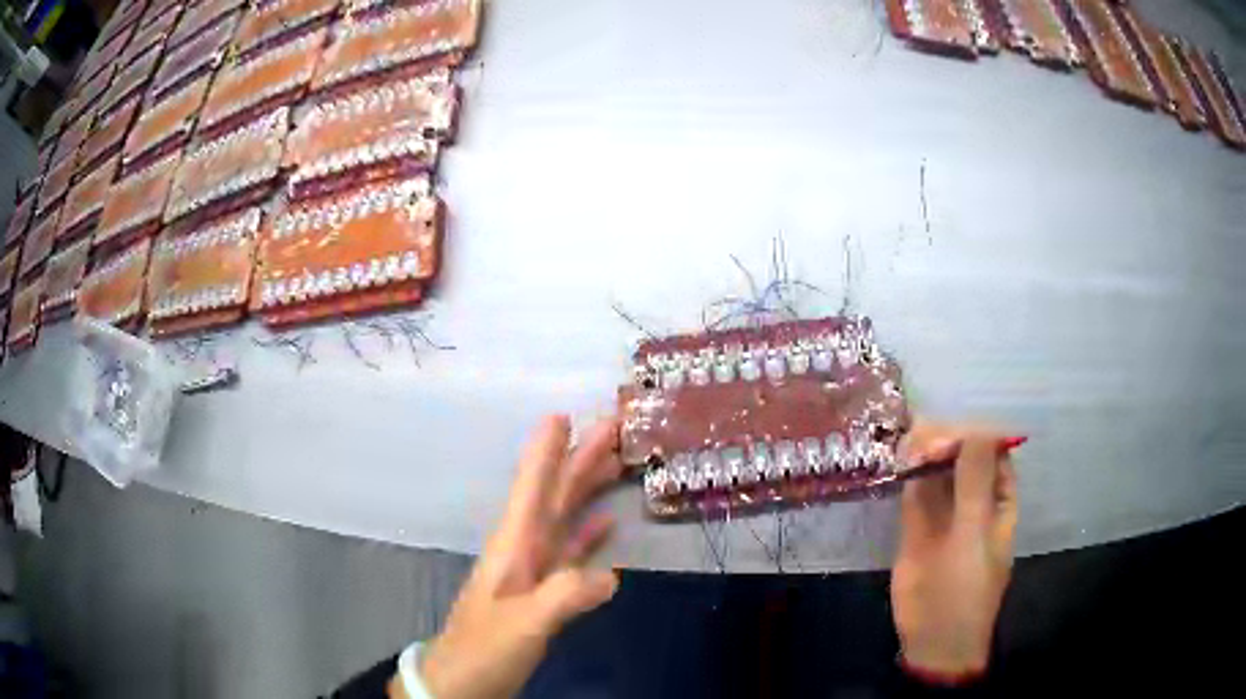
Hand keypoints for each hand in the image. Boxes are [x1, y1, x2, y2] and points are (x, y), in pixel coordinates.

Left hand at [391, 415, 622, 698]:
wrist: (463, 682)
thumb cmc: (483, 649)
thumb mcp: (522, 624)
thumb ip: (563, 597)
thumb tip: (611, 575)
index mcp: (513, 547)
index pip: (532, 489)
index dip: (545, 452)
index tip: (563, 415)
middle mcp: (523, 550)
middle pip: (554, 495)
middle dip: (579, 459)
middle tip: (613, 426)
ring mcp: (533, 571)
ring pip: (564, 518)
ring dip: (587, 489)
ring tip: (616, 462)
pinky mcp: (543, 593)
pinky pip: (570, 553)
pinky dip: (588, 535)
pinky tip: (606, 525)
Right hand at [891, 420, 1019, 677]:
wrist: (933, 637)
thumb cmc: (966, 587)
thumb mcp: (975, 534)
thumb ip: (974, 484)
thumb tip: (977, 429)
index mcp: (998, 500)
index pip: (992, 452)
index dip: (974, 435)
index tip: (951, 432)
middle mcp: (973, 500)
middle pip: (962, 457)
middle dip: (945, 441)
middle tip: (922, 439)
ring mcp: (944, 513)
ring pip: (937, 472)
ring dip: (925, 454)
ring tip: (907, 439)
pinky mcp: (916, 527)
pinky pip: (915, 493)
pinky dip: (908, 475)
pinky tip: (898, 460)